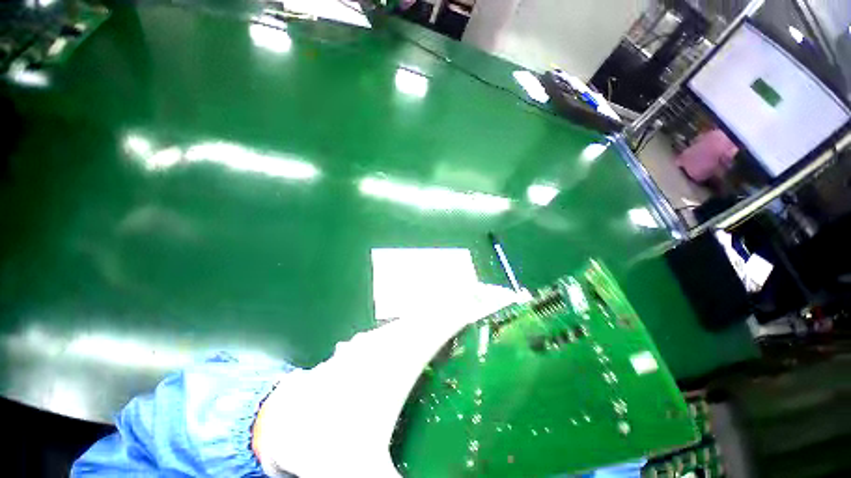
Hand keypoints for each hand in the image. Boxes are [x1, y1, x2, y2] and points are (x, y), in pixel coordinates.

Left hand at [253, 284, 526, 476]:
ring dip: (463, 306)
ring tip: (490, 320)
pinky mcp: (385, 341)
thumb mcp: (362, 472)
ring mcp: (392, 333)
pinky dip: (445, 318)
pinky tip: (454, 335)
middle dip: (481, 300)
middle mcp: (402, 331)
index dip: (484, 300)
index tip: (513, 300)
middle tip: (511, 311)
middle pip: (449, 301)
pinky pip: (423, 320)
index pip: (455, 310)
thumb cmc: (324, 437)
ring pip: (436, 307)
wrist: (285, 418)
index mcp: (406, 348)